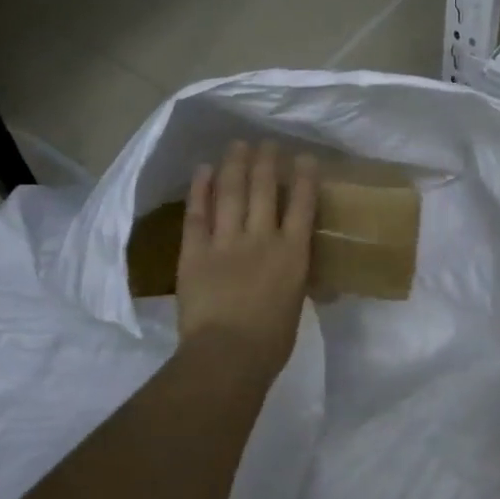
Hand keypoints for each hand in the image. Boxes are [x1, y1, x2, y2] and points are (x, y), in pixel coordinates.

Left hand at [176, 141, 317, 373]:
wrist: (228, 355)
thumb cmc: (272, 341)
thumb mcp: (296, 304)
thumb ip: (295, 278)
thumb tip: (299, 269)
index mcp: (293, 254)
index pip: (303, 206)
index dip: (304, 178)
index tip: (304, 158)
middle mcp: (262, 238)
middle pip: (265, 190)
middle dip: (267, 162)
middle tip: (267, 142)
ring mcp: (226, 242)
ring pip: (232, 193)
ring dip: (235, 165)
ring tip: (238, 144)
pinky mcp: (195, 251)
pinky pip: (197, 213)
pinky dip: (200, 189)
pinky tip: (203, 170)